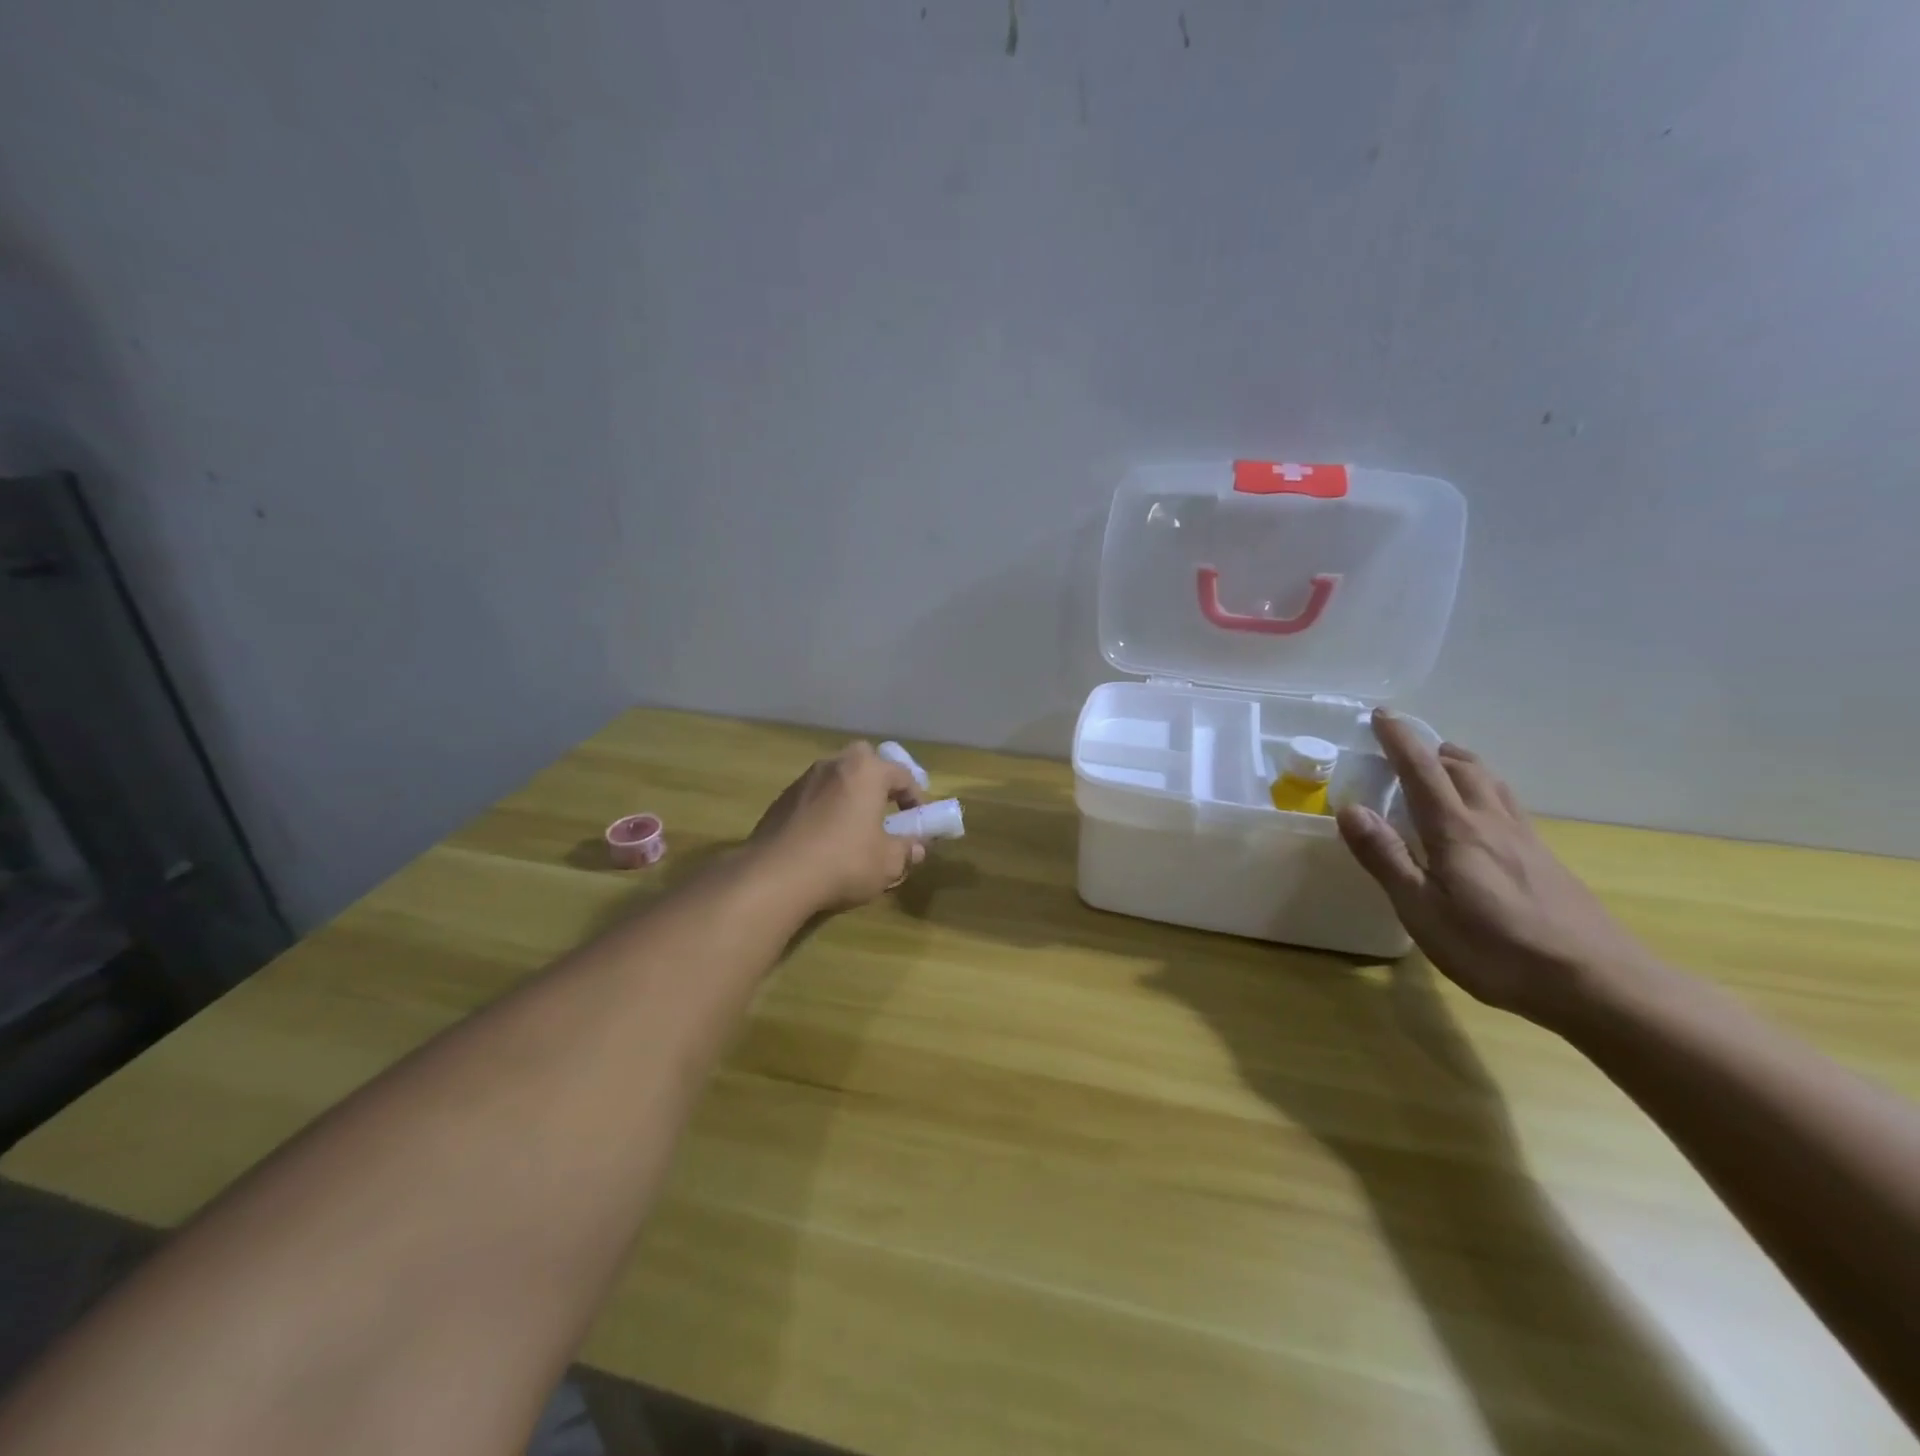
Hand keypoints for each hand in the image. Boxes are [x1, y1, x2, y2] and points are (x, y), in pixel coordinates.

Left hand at [749, 741, 925, 913]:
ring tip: (854, 828)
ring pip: (836, 778)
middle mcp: (834, 765)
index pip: (902, 774)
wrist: (774, 877)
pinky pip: (814, 797)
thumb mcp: (888, 863)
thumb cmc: (843, 862)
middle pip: (864, 762)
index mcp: (866, 771)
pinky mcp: (780, 801)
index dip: (916, 798)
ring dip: (849, 796)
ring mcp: (803, 780)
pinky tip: (824, 840)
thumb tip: (916, 847)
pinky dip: (825, 810)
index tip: (919, 821)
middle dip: (878, 781)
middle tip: (885, 810)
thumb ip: (907, 850)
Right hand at [1336, 709, 1655, 1028]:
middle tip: (1405, 745)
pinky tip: (1483, 816)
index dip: (1399, 739)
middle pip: (1462, 767)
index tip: (1381, 714)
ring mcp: (1525, 840)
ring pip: (1491, 782)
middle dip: (1431, 749)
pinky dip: (1485, 790)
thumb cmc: (1495, 948)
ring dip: (1462, 764)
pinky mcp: (1546, 860)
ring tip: (1443, 764)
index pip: (1421, 769)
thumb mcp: (1422, 910)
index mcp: (1456, 830)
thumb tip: (1351, 809)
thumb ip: (1385, 857)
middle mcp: (1491, 822)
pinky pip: (1508, 805)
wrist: (1597, 983)